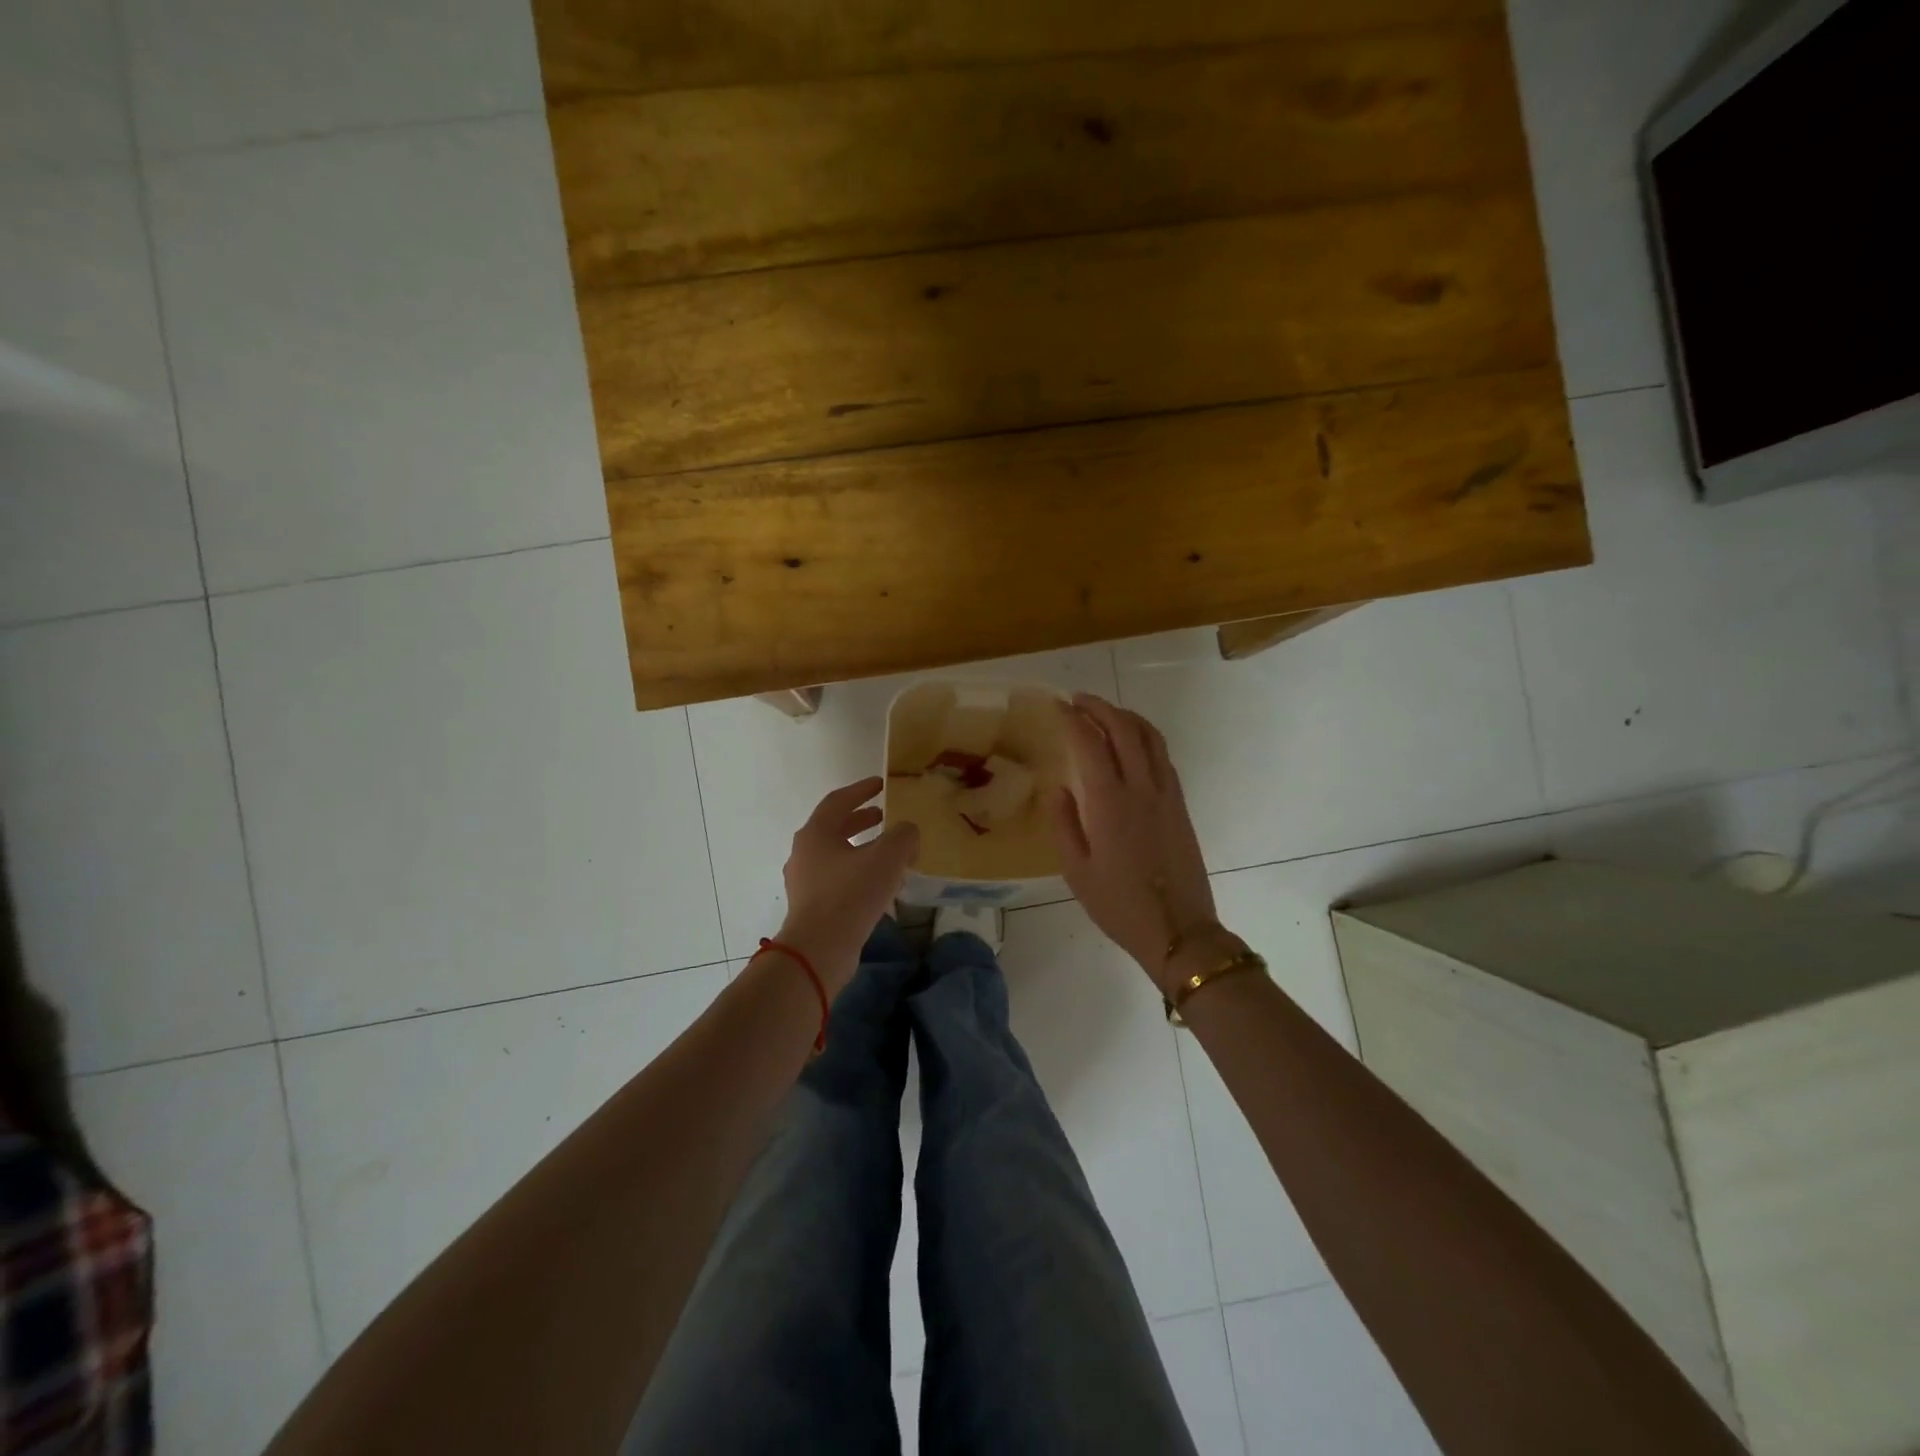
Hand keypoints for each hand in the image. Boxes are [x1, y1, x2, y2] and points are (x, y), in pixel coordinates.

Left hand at [778, 777, 918, 990]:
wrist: (819, 950)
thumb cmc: (850, 895)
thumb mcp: (887, 858)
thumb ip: (903, 836)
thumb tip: (907, 832)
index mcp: (816, 833)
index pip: (838, 801)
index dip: (861, 790)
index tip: (881, 784)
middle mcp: (805, 853)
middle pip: (834, 827)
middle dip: (860, 819)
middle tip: (884, 815)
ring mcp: (805, 882)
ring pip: (836, 855)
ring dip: (862, 848)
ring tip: (888, 851)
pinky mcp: (811, 906)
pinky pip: (837, 879)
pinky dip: (858, 872)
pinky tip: (880, 884)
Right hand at [1049, 694, 1220, 989]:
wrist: (1178, 930)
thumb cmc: (1118, 905)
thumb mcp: (1076, 870)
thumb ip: (1063, 824)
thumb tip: (1058, 788)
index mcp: (1109, 803)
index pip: (1089, 743)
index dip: (1072, 719)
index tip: (1057, 706)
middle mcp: (1140, 788)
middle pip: (1124, 729)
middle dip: (1100, 707)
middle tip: (1078, 700)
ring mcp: (1166, 794)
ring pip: (1150, 738)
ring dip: (1126, 717)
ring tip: (1105, 712)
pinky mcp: (1180, 805)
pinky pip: (1163, 757)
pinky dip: (1145, 738)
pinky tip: (1133, 744)